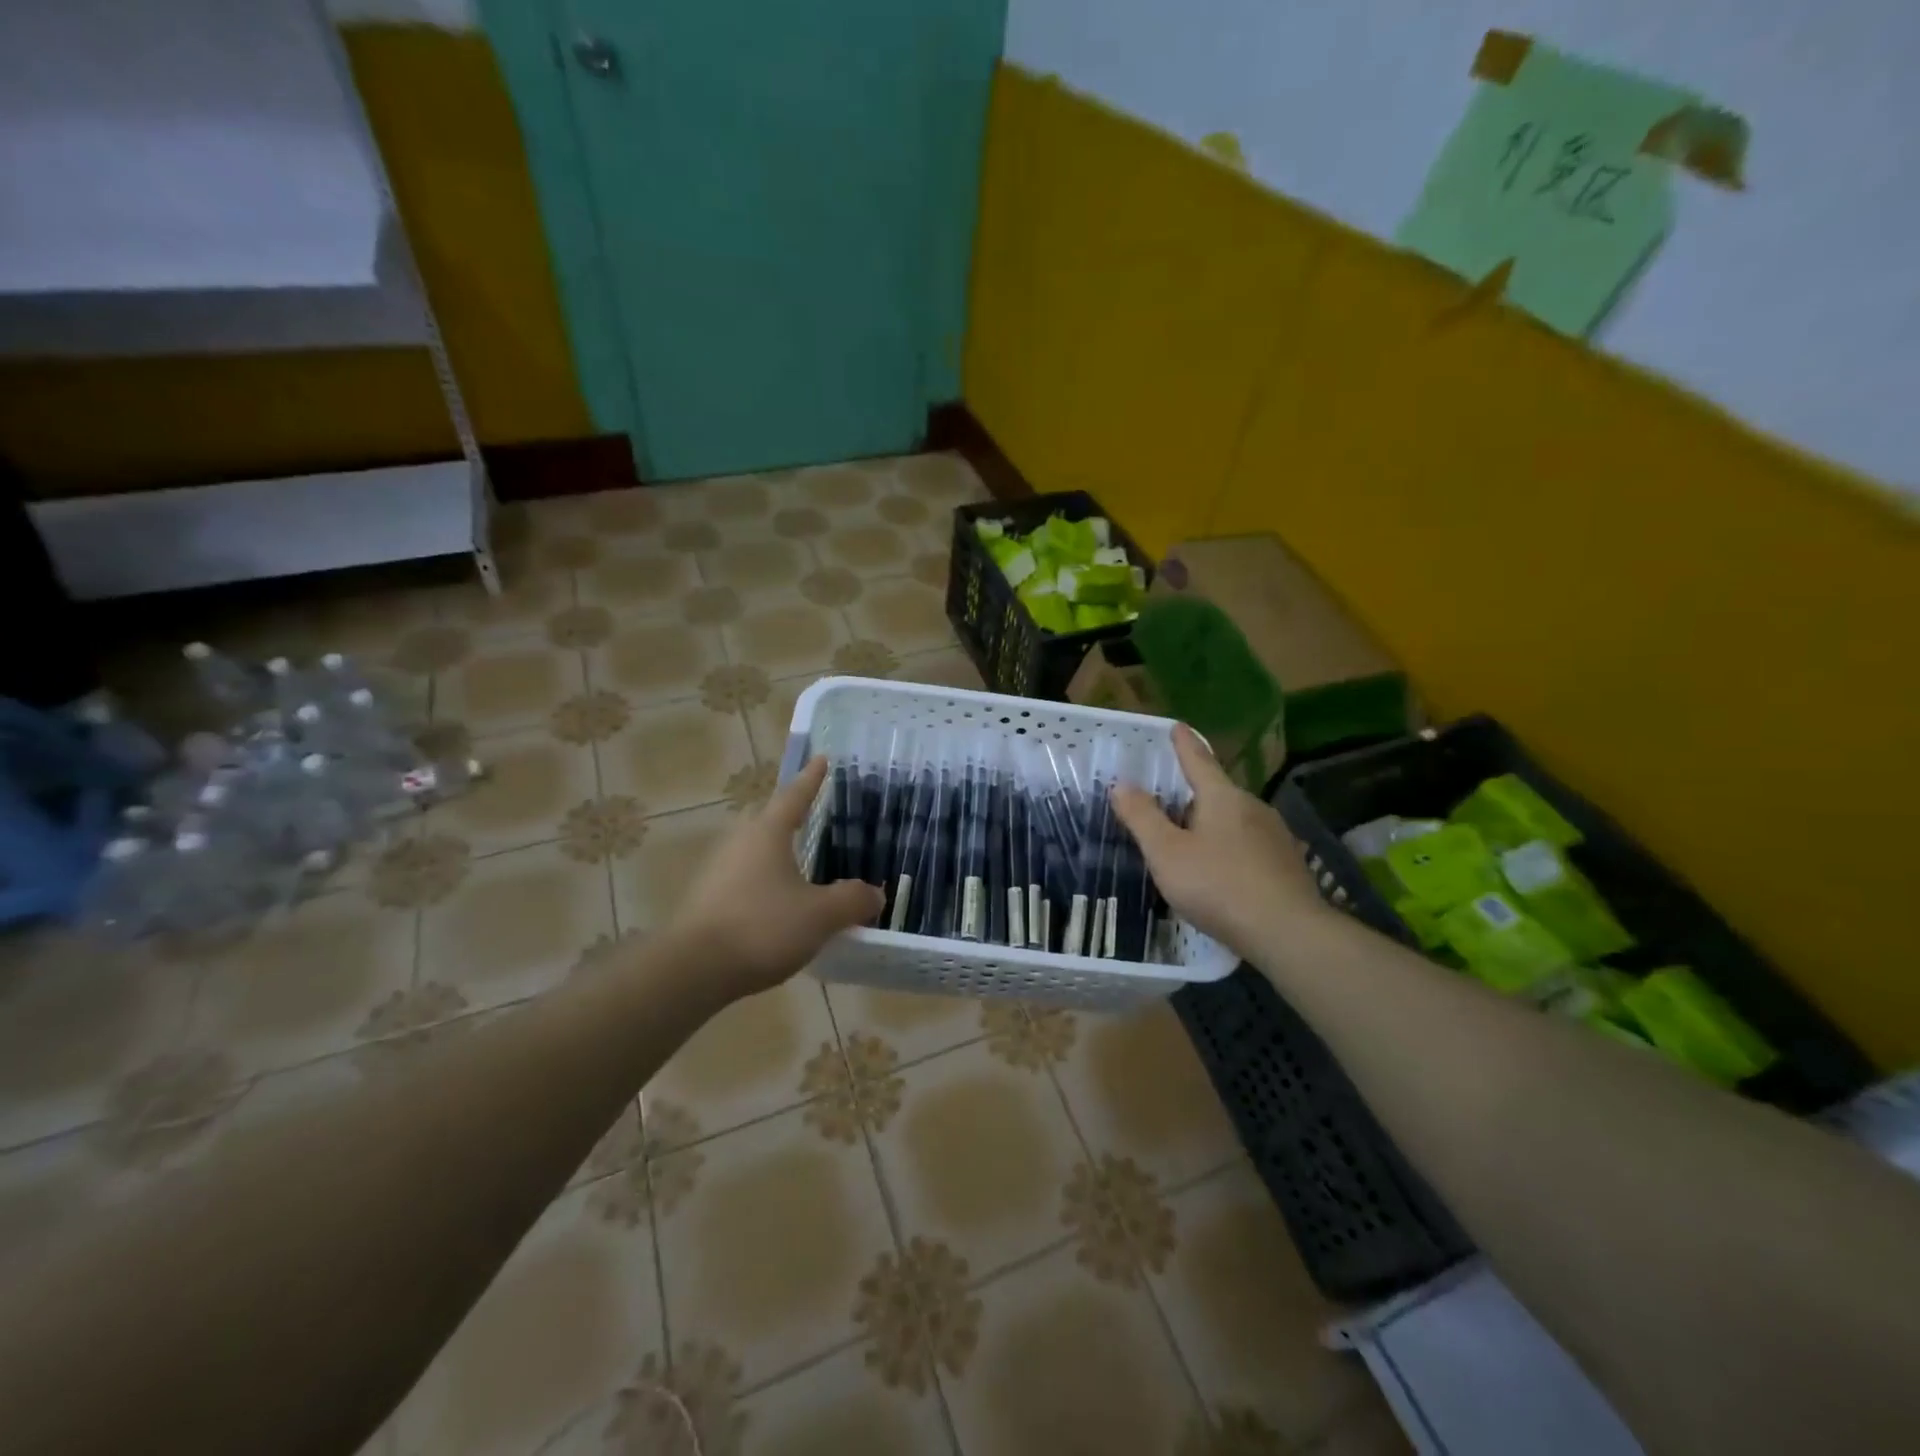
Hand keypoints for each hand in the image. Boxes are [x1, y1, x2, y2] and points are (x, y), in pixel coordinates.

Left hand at [670, 756, 883, 997]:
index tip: (822, 759)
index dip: (811, 779)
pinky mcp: (707, 900)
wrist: (692, 969)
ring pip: (755, 852)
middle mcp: (739, 842)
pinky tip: (779, 905)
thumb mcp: (820, 915)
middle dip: (791, 816)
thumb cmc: (762, 927)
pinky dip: (766, 883)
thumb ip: (852, 901)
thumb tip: (875, 895)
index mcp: (767, 833)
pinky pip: (745, 880)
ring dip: (778, 854)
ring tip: (801, 865)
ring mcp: (718, 871)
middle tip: (812, 813)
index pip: (795, 796)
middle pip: (769, 820)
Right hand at [1110, 725, 1330, 958]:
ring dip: (1211, 823)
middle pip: (1217, 791)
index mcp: (1222, 797)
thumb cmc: (1218, 885)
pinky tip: (1220, 870)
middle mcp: (1252, 807)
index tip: (1177, 726)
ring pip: (1234, 819)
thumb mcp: (1167, 853)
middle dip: (1194, 792)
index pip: (1198, 760)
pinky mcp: (1286, 863)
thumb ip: (1142, 817)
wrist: (1287, 932)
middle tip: (1169, 797)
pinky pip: (1248, 844)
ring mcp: (1274, 835)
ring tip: (1190, 838)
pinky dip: (1228, 847)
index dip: (1184, 743)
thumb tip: (1121, 784)